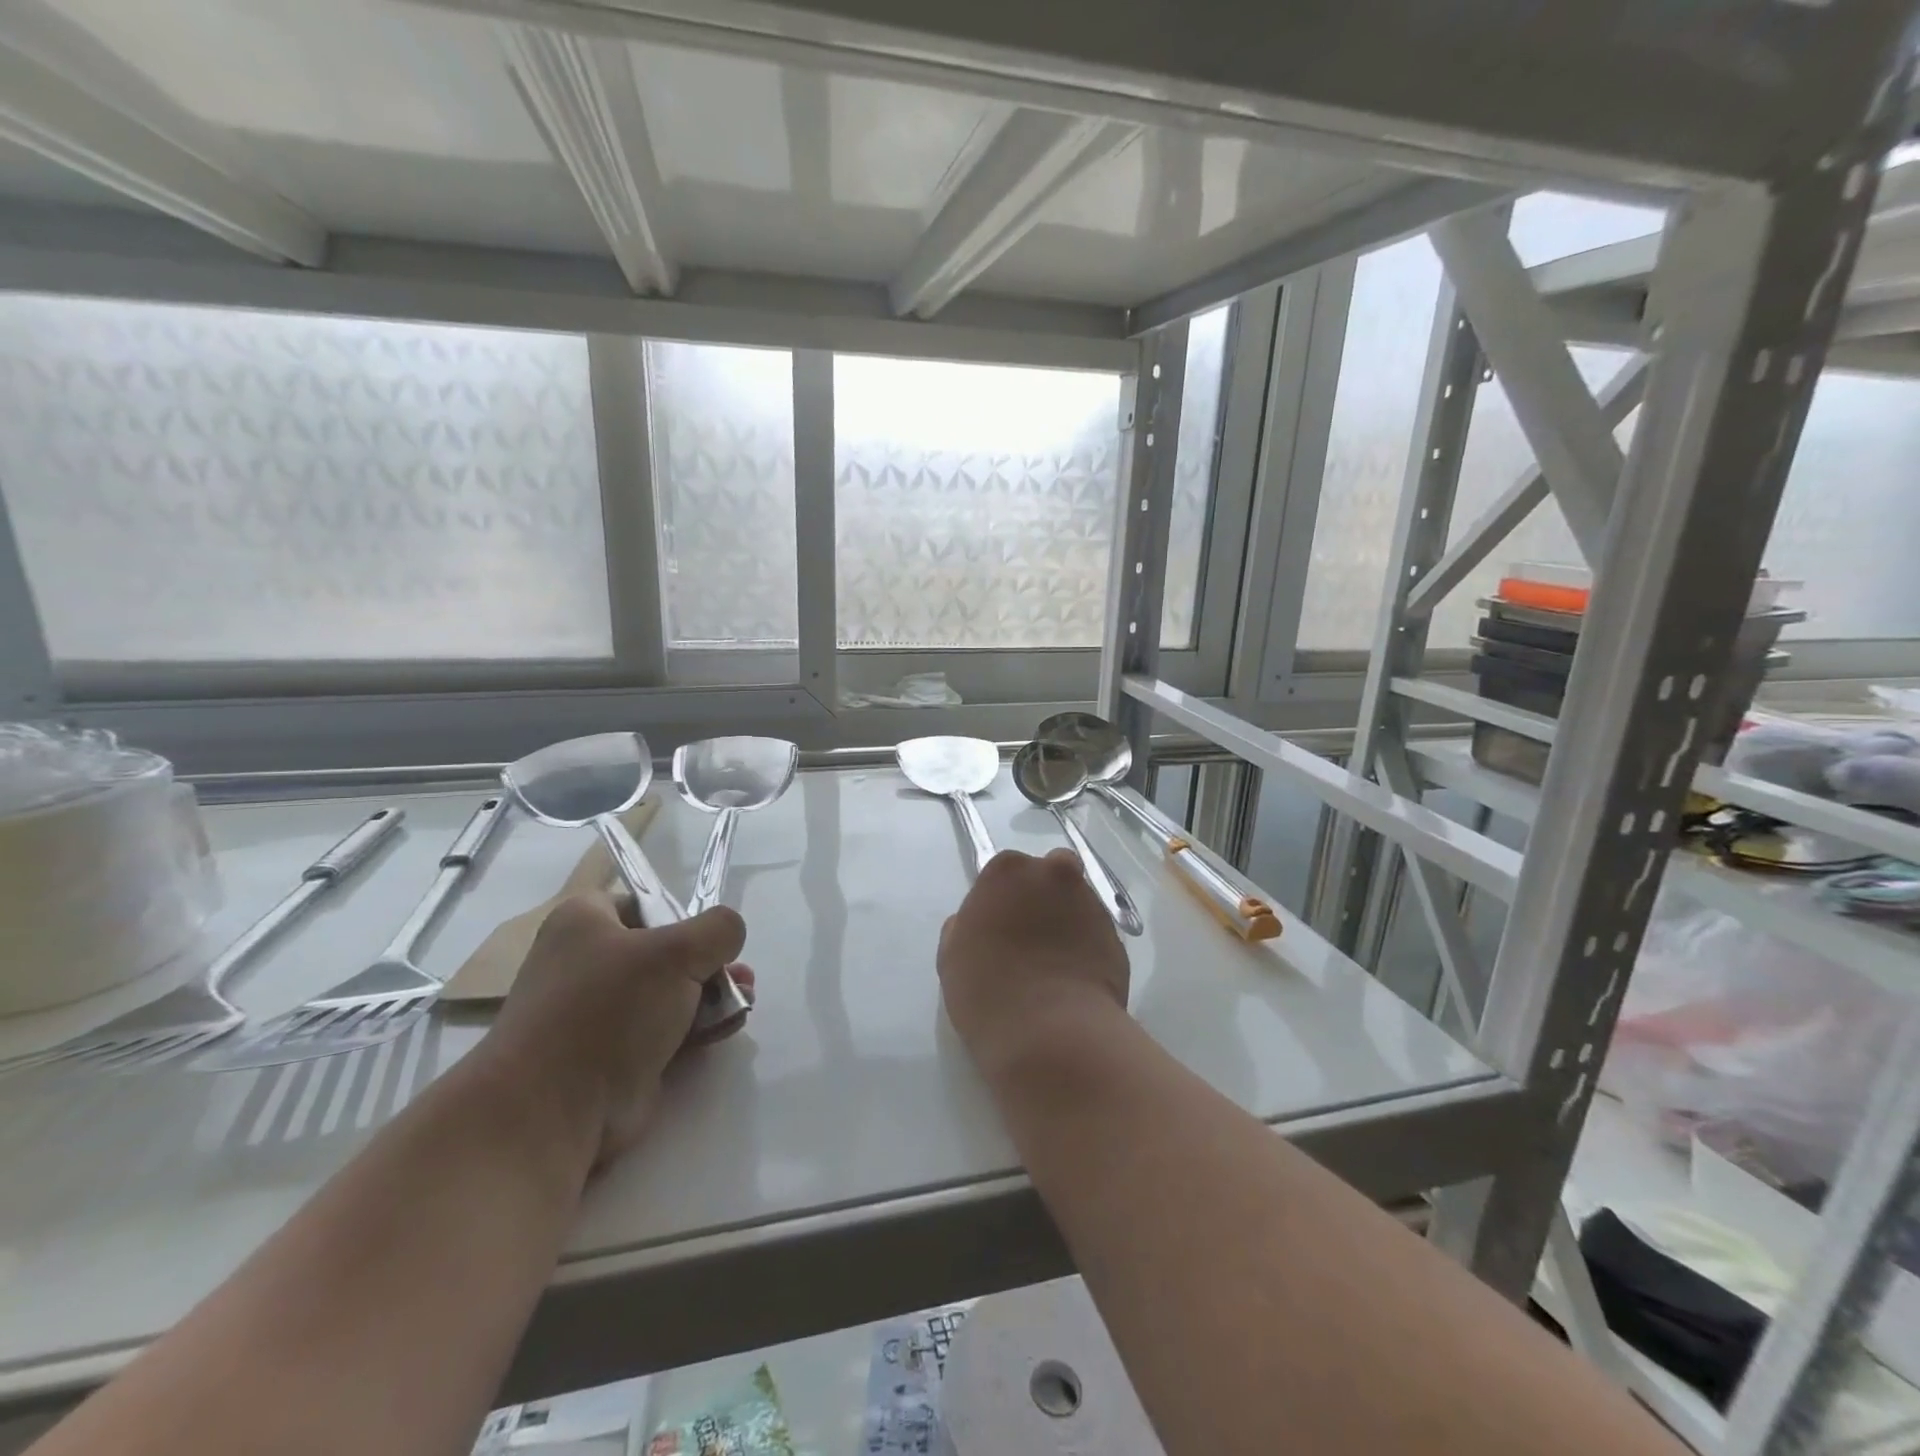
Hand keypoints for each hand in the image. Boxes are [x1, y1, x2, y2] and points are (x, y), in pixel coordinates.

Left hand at [480, 893, 753, 1167]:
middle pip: (666, 950)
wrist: (551, 1110)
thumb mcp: (676, 951)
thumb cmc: (607, 1009)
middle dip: (710, 962)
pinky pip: (667, 1030)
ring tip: (744, 1003)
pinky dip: (698, 1026)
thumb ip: (718, 930)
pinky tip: (728, 1027)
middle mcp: (588, 962)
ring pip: (671, 992)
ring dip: (712, 995)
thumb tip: (729, 935)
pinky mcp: (616, 1055)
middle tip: (740, 976)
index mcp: (584, 922)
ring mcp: (601, 1013)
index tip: (710, 938)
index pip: (643, 904)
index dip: (682, 916)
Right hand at [938, 848, 1128, 1077]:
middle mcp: (1054, 874)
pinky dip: (1087, 948)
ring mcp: (1090, 904)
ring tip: (1054, 965)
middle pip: (1049, 875)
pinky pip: (1096, 935)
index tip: (999, 928)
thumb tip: (980, 921)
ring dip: (1067, 921)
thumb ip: (965, 926)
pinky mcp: (1116, 937)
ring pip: (1077, 903)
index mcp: (1008, 871)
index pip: (1005, 872)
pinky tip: (1074, 980)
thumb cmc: (988, 991)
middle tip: (1029, 939)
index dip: (1002, 899)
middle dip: (1042, 898)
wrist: (1051, 1033)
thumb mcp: (952, 956)